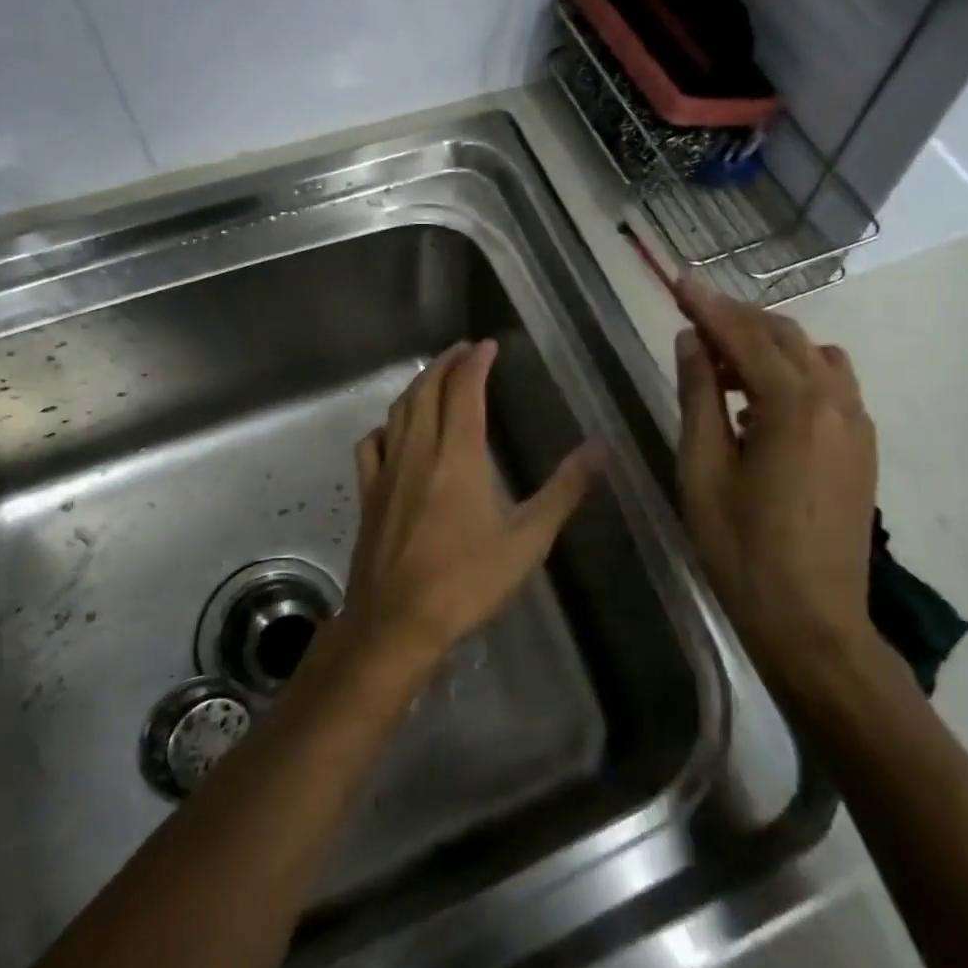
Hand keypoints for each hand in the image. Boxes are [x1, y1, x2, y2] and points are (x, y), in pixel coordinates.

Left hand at [346, 340, 601, 666]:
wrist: (396, 622)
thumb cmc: (467, 582)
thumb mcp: (527, 540)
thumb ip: (564, 491)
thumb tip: (600, 449)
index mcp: (458, 456)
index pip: (465, 391)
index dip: (475, 362)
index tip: (487, 345)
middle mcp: (418, 452)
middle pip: (427, 391)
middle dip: (445, 364)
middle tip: (463, 350)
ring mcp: (387, 472)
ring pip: (398, 412)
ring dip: (417, 387)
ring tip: (434, 377)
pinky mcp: (368, 494)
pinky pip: (372, 445)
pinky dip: (386, 426)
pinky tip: (393, 431)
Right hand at [673, 282, 881, 698]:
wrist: (813, 623)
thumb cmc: (742, 550)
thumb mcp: (703, 471)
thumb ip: (698, 398)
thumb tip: (690, 341)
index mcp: (793, 406)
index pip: (745, 336)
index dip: (708, 306)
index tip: (679, 280)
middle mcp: (835, 402)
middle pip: (785, 336)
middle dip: (737, 320)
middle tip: (693, 320)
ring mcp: (857, 425)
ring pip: (814, 356)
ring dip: (769, 345)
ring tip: (724, 363)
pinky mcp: (863, 449)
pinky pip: (831, 385)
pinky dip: (794, 373)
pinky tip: (761, 403)